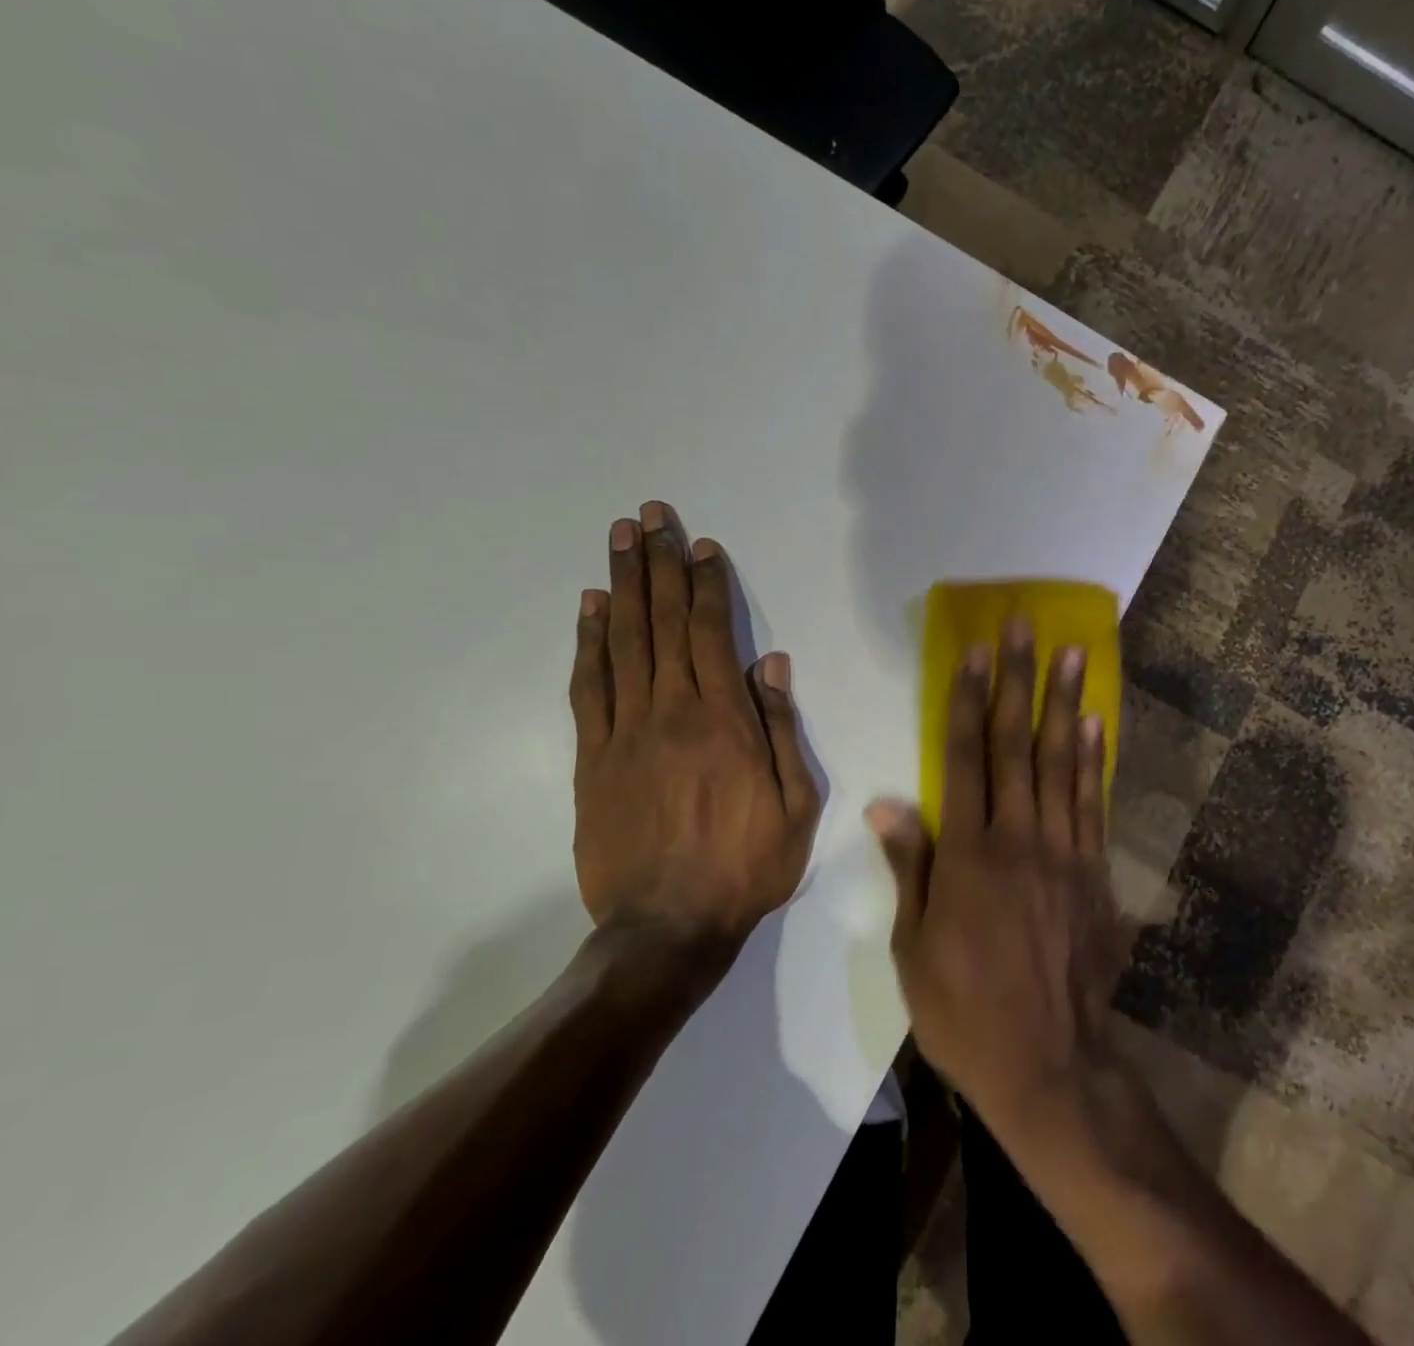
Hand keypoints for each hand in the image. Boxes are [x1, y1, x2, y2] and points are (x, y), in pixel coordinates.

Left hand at [570, 501, 819, 949]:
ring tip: (618, 539)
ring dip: (621, 586)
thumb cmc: (746, 866)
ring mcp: (626, 732)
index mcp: (725, 721)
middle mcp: (672, 712)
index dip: (706, 585)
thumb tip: (773, 665)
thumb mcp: (796, 805)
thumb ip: (782, 730)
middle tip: (648, 515)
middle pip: (663, 623)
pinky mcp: (593, 758)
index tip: (700, 545)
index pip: (712, 634)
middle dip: (658, 564)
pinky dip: (588, 642)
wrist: (668, 928)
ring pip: (623, 643)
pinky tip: (589, 607)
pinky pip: (589, 687)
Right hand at [868, 616, 1124, 1127]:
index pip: (966, 760)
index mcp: (969, 856)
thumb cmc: (965, 1011)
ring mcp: (1064, 852)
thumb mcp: (914, 949)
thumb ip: (910, 867)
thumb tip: (887, 804)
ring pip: (1062, 763)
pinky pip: (1093, 803)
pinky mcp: (1095, 872)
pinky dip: (1094, 759)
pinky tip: (1095, 723)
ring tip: (1072, 654)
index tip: (977, 654)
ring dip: (1065, 703)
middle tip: (1026, 628)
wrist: (1050, 1065)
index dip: (970, 702)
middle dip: (1019, 681)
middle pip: (1018, 746)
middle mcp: (1019, 839)